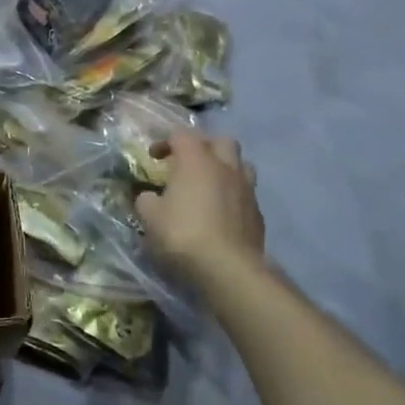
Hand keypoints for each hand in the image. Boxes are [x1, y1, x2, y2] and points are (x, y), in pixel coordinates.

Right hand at [135, 132, 265, 285]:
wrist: (228, 268)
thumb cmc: (183, 234)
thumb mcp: (150, 216)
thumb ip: (146, 199)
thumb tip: (148, 196)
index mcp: (196, 160)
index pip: (181, 135)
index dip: (165, 143)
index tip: (154, 158)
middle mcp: (225, 167)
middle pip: (221, 141)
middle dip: (204, 146)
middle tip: (189, 163)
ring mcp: (246, 189)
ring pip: (241, 164)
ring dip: (225, 168)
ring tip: (210, 184)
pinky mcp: (258, 213)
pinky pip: (246, 193)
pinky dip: (233, 195)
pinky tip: (221, 212)